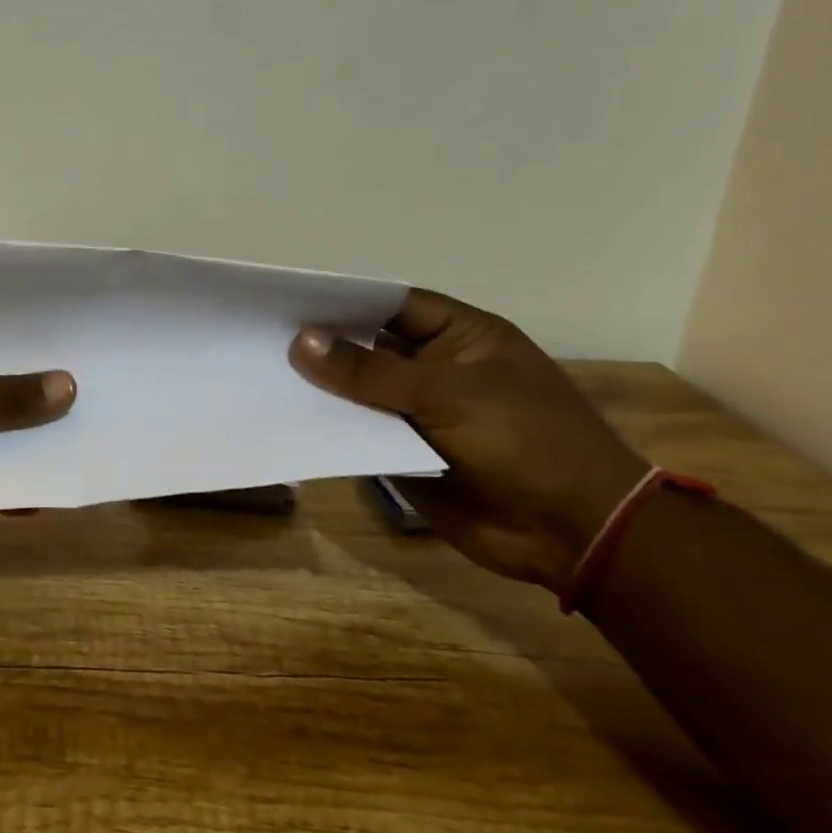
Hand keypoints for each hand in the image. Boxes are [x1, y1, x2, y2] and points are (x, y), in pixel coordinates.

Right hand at [289, 289, 647, 589]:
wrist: (571, 532)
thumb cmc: (524, 440)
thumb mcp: (447, 394)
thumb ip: (371, 371)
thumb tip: (302, 342)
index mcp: (461, 337)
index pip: (392, 304)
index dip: (344, 301)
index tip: (288, 300)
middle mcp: (435, 368)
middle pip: (369, 347)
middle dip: (323, 344)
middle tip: (260, 336)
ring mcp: (419, 412)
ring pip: (359, 393)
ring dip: (320, 388)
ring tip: (260, 372)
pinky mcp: (406, 453)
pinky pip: (360, 433)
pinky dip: (329, 427)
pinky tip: (285, 418)